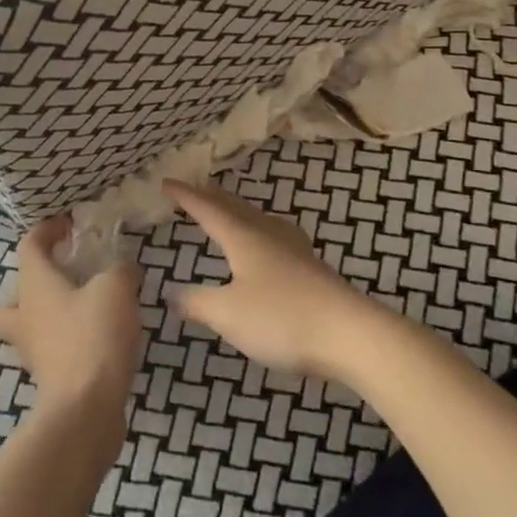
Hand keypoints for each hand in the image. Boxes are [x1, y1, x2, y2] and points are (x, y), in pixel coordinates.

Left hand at [0, 216, 144, 426]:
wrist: (85, 409)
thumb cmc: (93, 336)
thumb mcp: (116, 288)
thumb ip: (121, 269)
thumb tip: (124, 267)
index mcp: (34, 284)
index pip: (29, 244)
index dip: (47, 229)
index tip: (70, 225)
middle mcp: (25, 314)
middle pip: (15, 292)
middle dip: (36, 279)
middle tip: (67, 273)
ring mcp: (33, 349)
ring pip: (29, 323)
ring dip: (48, 312)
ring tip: (83, 306)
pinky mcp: (50, 376)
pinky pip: (51, 347)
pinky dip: (67, 338)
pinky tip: (98, 337)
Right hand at [163, 180, 373, 376]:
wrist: (350, 334)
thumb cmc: (281, 317)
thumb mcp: (228, 314)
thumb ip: (196, 302)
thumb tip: (169, 292)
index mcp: (243, 237)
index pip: (208, 209)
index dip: (186, 196)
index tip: (166, 182)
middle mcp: (268, 234)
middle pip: (236, 207)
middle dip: (213, 197)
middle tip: (196, 188)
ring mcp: (294, 249)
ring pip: (258, 219)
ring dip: (238, 212)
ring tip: (228, 210)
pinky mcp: (311, 268)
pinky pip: (275, 237)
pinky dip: (259, 232)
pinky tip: (268, 245)